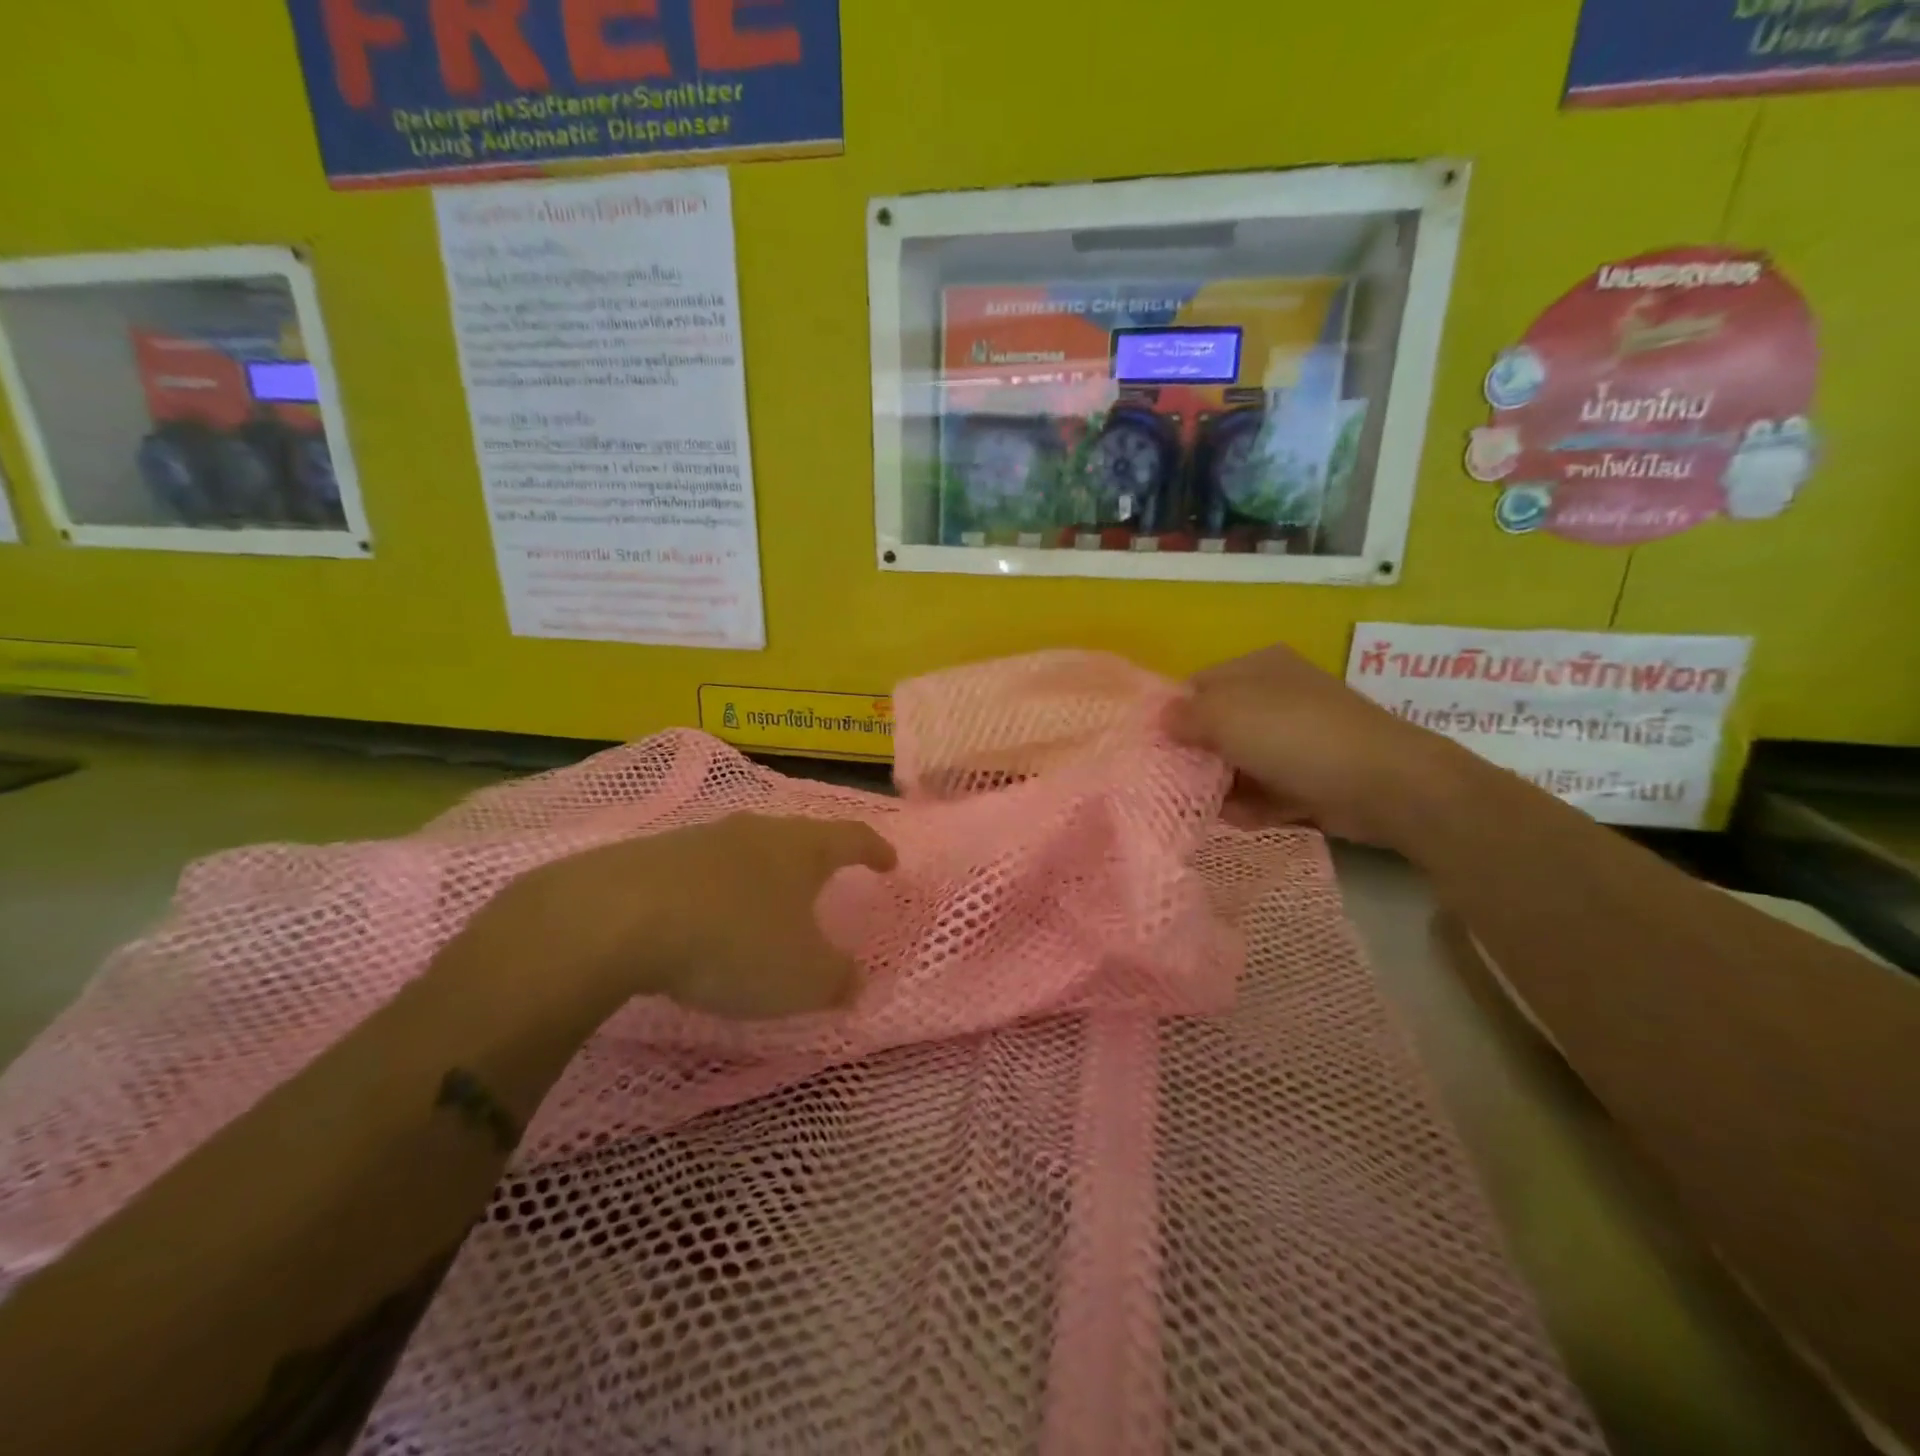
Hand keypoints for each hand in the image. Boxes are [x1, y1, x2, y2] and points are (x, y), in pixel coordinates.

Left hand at [485, 814, 896, 1019]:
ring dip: (761, 875)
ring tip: (764, 903)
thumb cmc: (735, 941)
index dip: (875, 850)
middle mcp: (757, 832)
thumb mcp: (802, 977)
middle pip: (798, 837)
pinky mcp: (655, 856)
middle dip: (816, 859)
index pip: (853, 837)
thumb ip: (838, 980)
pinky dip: (716, 890)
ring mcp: (702, 838)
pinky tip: (705, 917)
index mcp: (803, 849)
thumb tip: (857, 982)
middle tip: (825, 881)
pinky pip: (701, 870)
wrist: (619, 918)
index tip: (889, 862)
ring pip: (747, 851)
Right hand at [1164, 645, 1469, 845]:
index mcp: (1257, 666)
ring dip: (1222, 787)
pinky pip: (1268, 790)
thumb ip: (1183, 716)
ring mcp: (1298, 737)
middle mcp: (1277, 696)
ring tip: (1205, 808)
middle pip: (1219, 727)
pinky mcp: (1313, 776)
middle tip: (1176, 783)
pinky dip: (1252, 805)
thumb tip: (1161, 721)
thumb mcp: (1224, 715)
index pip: (1198, 686)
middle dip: (1198, 756)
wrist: (1383, 784)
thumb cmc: (1294, 736)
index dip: (1175, 716)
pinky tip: (1239, 819)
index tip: (1157, 749)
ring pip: (1242, 762)